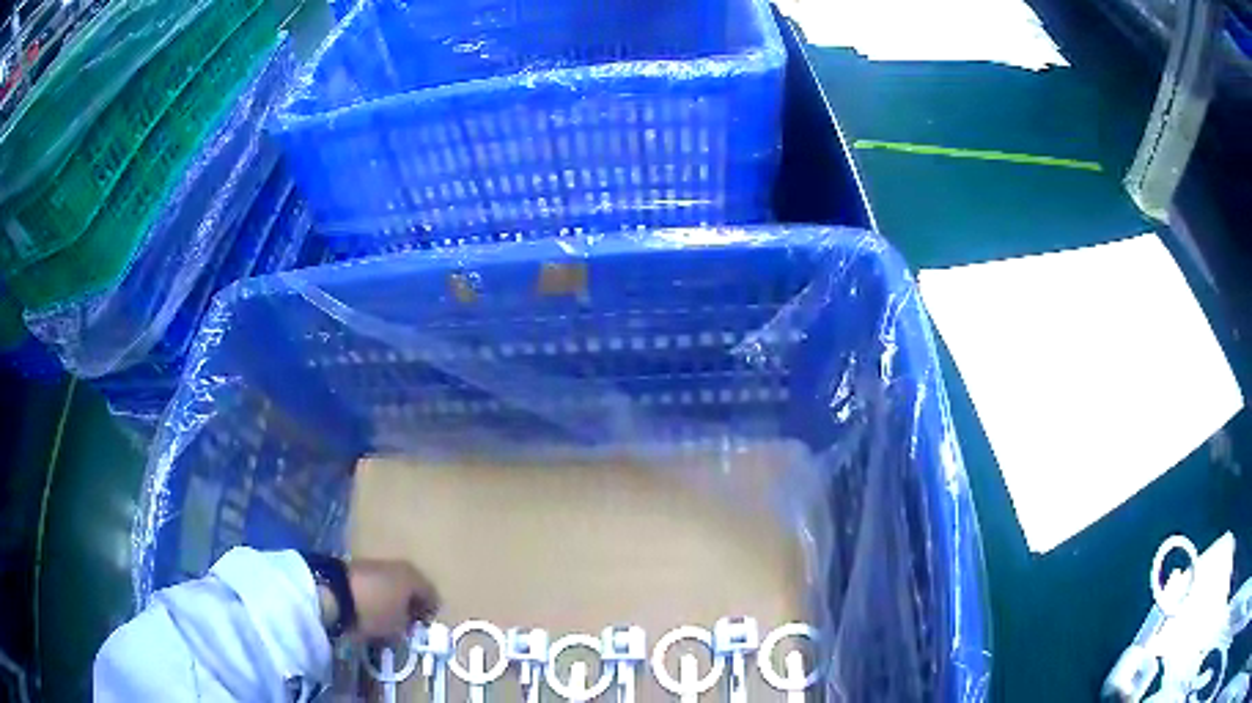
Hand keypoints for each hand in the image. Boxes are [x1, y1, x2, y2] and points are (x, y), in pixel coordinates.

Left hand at [336, 559, 439, 639]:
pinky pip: (377, 585)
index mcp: (414, 577)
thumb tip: (407, 622)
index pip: (433, 597)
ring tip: (387, 620)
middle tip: (406, 625)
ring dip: (393, 602)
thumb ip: (408, 625)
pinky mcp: (360, 568)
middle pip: (412, 589)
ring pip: (393, 586)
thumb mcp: (398, 627)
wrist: (335, 592)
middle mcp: (399, 566)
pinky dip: (379, 597)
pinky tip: (372, 610)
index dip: (429, 615)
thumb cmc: (375, 610)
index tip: (420, 629)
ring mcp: (378, 564)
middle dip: (411, 607)